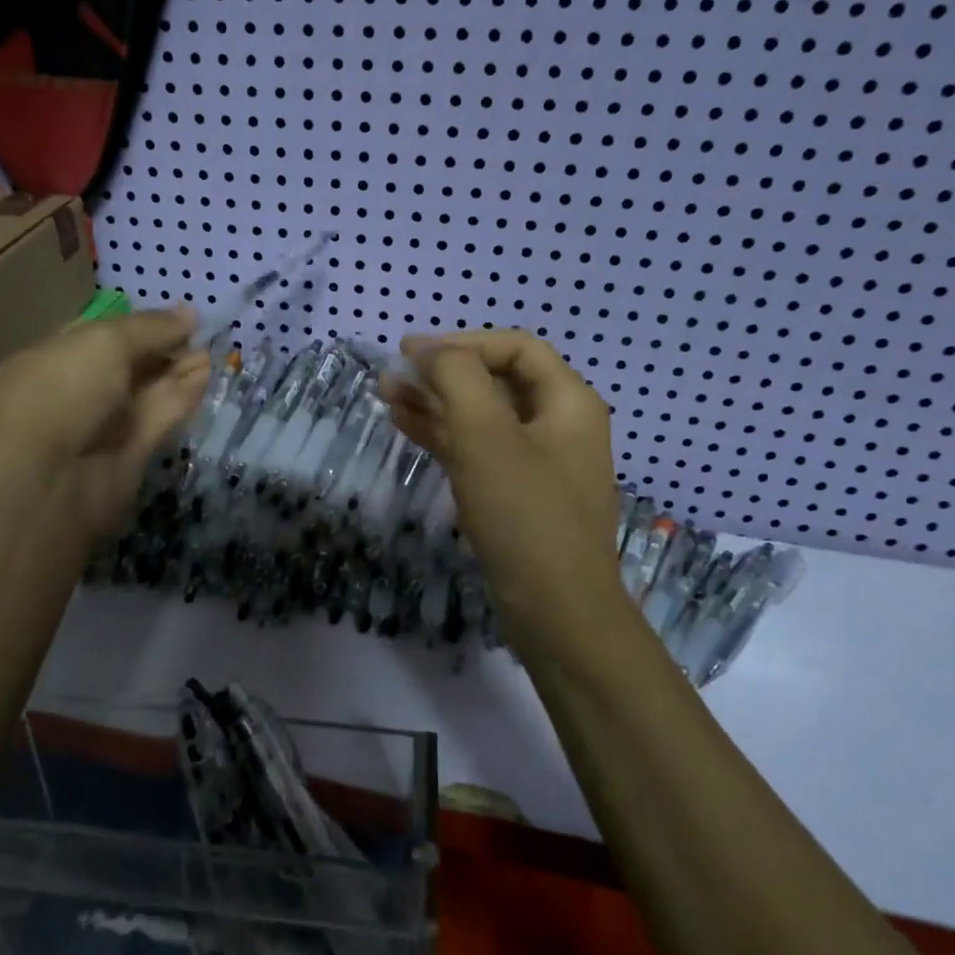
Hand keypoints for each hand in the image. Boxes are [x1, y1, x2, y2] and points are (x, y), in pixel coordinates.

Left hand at [0, 306, 209, 544]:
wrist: (47, 479)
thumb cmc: (62, 392)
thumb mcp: (104, 343)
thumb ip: (150, 328)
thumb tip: (189, 313)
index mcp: (53, 360)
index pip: (101, 337)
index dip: (140, 327)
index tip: (179, 318)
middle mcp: (77, 392)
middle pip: (128, 366)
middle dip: (163, 350)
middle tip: (202, 335)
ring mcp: (102, 427)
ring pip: (146, 394)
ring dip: (178, 372)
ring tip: (213, 353)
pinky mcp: (128, 456)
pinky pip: (157, 419)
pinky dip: (180, 398)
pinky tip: (205, 376)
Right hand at [380, 331, 627, 659]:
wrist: (556, 611)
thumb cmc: (524, 515)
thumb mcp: (485, 435)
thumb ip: (456, 378)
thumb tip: (427, 349)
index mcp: (568, 402)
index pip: (515, 348)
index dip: (461, 342)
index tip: (410, 353)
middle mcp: (559, 426)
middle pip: (496, 381)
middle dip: (442, 374)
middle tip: (391, 376)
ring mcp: (538, 464)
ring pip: (482, 418)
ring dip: (436, 404)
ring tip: (386, 397)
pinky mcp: (518, 497)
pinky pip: (479, 452)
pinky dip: (444, 437)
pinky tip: (406, 427)